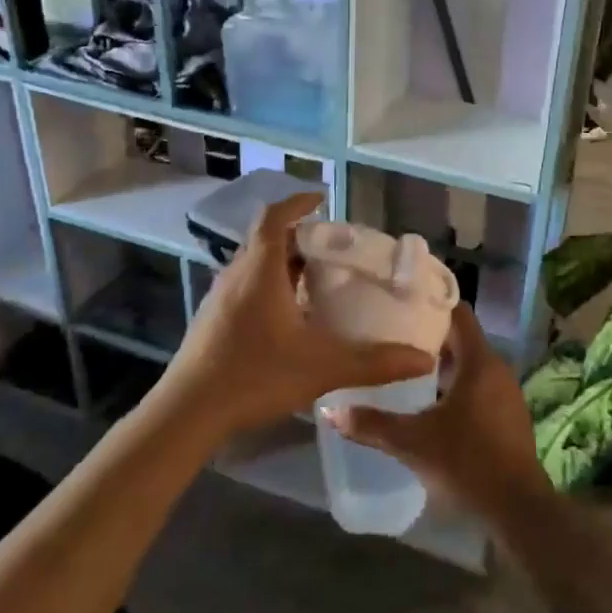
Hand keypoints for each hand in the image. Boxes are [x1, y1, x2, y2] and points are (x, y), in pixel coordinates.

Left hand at [161, 193, 433, 439]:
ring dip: (283, 263)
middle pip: (266, 239)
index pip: (274, 217)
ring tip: (316, 279)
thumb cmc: (253, 376)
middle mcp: (236, 275)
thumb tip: (424, 359)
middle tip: (333, 248)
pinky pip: (245, 287)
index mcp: (259, 271)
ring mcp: (219, 298)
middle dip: (299, 237)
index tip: (321, 199)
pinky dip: (269, 286)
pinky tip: (289, 317)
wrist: (188, 413)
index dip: (297, 203)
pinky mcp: (212, 321)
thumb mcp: (322, 367)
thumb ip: (374, 362)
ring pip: (254, 265)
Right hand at [324, 304, 549, 517]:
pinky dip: (456, 386)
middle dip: (431, 337)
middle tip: (394, 336)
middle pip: (463, 339)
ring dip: (443, 364)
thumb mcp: (413, 442)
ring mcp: (506, 394)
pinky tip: (430, 402)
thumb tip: (330, 409)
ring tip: (405, 367)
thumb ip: (372, 424)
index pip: (460, 314)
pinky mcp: (508, 416)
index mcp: (480, 362)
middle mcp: (497, 369)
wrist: (517, 508)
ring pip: (471, 365)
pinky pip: (479, 387)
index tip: (404, 302)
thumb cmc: (467, 462)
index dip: (434, 304)